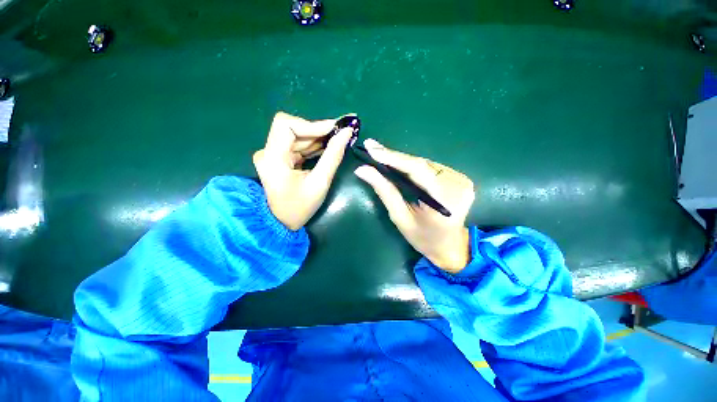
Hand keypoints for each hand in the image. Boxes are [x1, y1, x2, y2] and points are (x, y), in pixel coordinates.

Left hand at [253, 112, 353, 229]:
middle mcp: (267, 152)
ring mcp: (271, 155)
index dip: (312, 124)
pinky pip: (296, 145)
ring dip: (317, 138)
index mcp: (273, 158)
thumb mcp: (320, 183)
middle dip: (318, 131)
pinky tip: (327, 149)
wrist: (281, 223)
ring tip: (338, 140)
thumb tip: (346, 133)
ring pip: (296, 136)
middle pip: (292, 129)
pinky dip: (312, 146)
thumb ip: (333, 157)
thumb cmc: (300, 207)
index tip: (335, 129)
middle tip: (341, 133)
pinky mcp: (277, 158)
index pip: (286, 125)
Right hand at [354, 139, 475, 272]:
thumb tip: (363, 170)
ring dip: (403, 160)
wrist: (450, 246)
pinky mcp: (460, 178)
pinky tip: (399, 164)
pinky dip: (413, 165)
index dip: (393, 157)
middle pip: (421, 164)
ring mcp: (462, 180)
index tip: (371, 148)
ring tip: (381, 155)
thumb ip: (385, 191)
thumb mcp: (400, 217)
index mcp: (445, 201)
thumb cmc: (423, 238)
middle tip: (372, 147)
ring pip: (425, 163)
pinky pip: (432, 167)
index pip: (417, 169)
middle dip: (394, 157)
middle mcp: (458, 185)